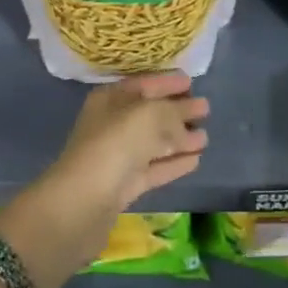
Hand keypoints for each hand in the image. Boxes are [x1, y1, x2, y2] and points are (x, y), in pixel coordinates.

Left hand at [0, 73, 209, 287]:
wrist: (81, 204)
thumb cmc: (114, 145)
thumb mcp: (149, 116)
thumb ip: (173, 111)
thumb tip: (191, 115)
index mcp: (111, 99)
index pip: (143, 84)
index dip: (167, 82)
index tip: (191, 82)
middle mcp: (112, 124)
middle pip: (150, 113)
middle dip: (177, 110)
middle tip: (206, 109)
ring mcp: (117, 156)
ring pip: (154, 142)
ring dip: (179, 139)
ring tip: (205, 136)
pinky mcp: (124, 186)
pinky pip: (154, 168)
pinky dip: (174, 162)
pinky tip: (196, 159)